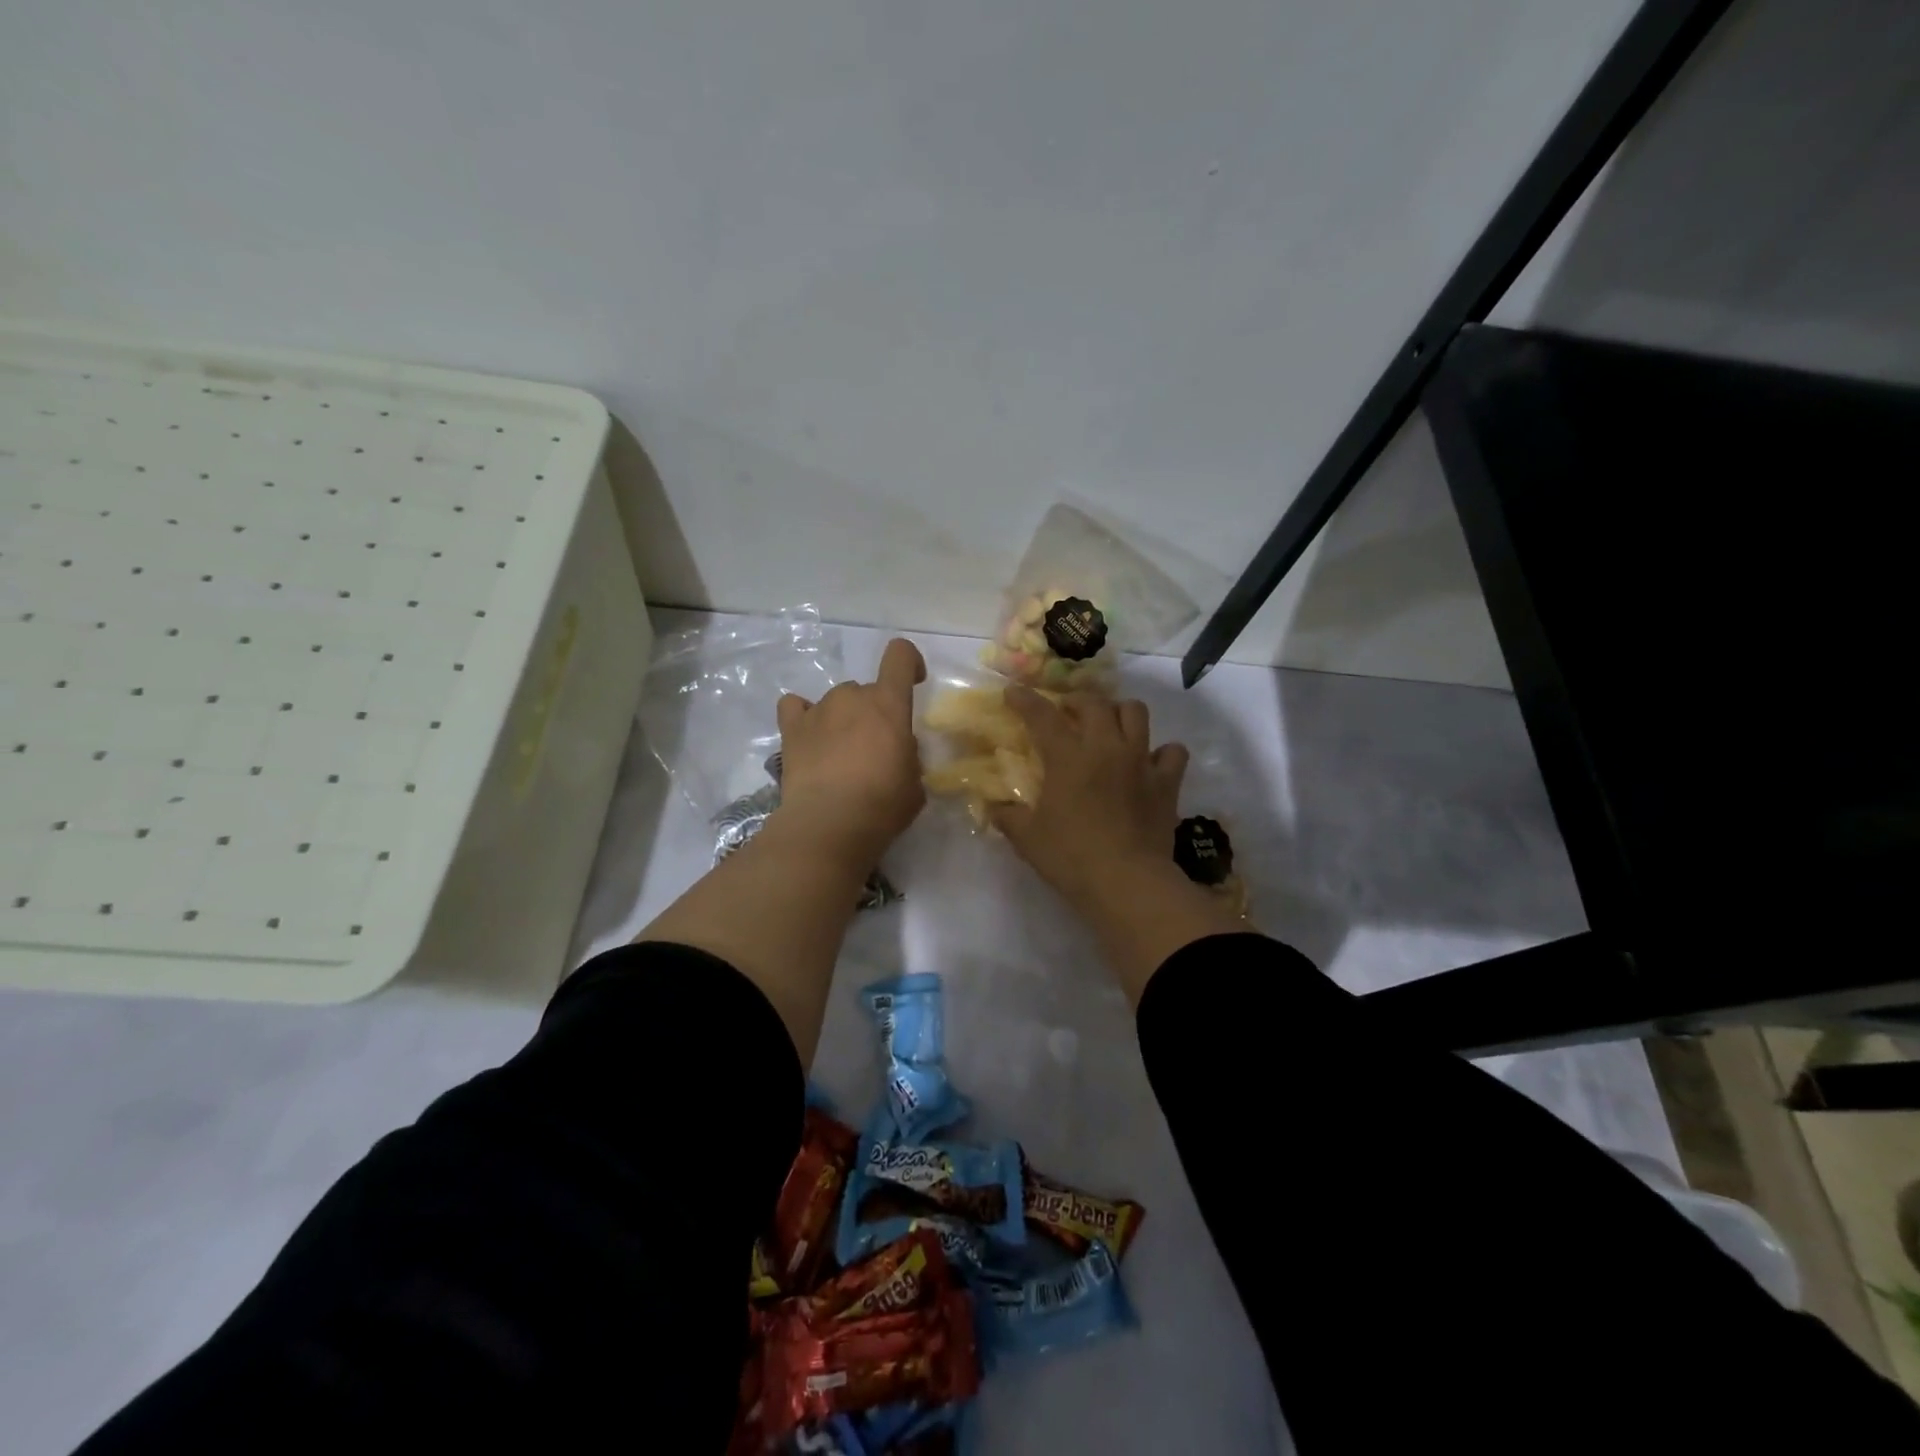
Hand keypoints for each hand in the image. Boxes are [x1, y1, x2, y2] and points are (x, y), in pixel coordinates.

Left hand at [774, 638, 927, 864]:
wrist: (829, 824)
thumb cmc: (882, 805)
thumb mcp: (915, 783)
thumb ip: (908, 756)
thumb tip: (897, 750)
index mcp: (889, 704)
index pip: (900, 656)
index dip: (910, 662)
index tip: (914, 682)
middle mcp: (852, 697)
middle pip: (866, 690)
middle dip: (873, 713)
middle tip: (874, 749)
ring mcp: (818, 710)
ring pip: (836, 702)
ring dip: (842, 720)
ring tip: (840, 755)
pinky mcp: (791, 729)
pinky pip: (795, 707)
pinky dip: (803, 716)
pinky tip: (809, 738)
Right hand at [994, 687, 1247, 1002]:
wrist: (1127, 882)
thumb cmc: (1071, 857)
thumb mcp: (1027, 838)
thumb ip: (1008, 816)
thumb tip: (993, 807)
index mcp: (1068, 757)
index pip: (1042, 716)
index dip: (1025, 700)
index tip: (1013, 692)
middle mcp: (1105, 747)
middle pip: (1094, 703)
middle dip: (1076, 701)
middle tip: (1067, 713)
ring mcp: (1141, 761)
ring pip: (1136, 712)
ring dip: (1120, 713)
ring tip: (1110, 727)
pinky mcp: (1167, 781)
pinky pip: (1173, 751)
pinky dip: (1162, 752)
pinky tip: (1150, 763)